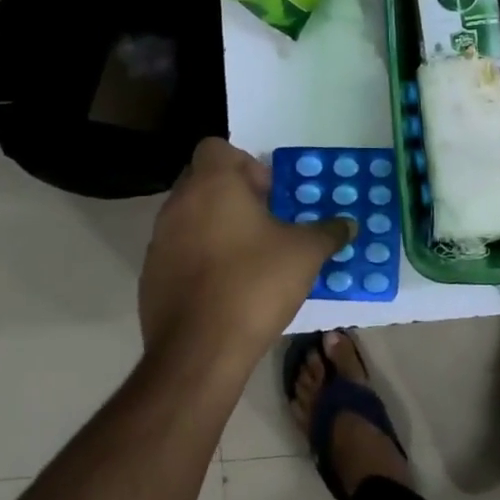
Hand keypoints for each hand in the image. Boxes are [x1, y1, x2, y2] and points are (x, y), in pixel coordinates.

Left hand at [138, 138, 351, 364]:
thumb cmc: (255, 284)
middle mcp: (178, 205)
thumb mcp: (305, 253)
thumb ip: (328, 232)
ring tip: (249, 255)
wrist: (200, 351)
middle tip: (265, 221)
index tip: (269, 194)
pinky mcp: (151, 277)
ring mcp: (158, 242)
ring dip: (215, 226)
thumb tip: (348, 225)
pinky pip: (178, 252)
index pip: (216, 147)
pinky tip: (226, 286)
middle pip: (202, 181)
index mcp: (212, 185)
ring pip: (189, 217)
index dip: (245, 163)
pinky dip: (200, 258)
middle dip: (233, 195)